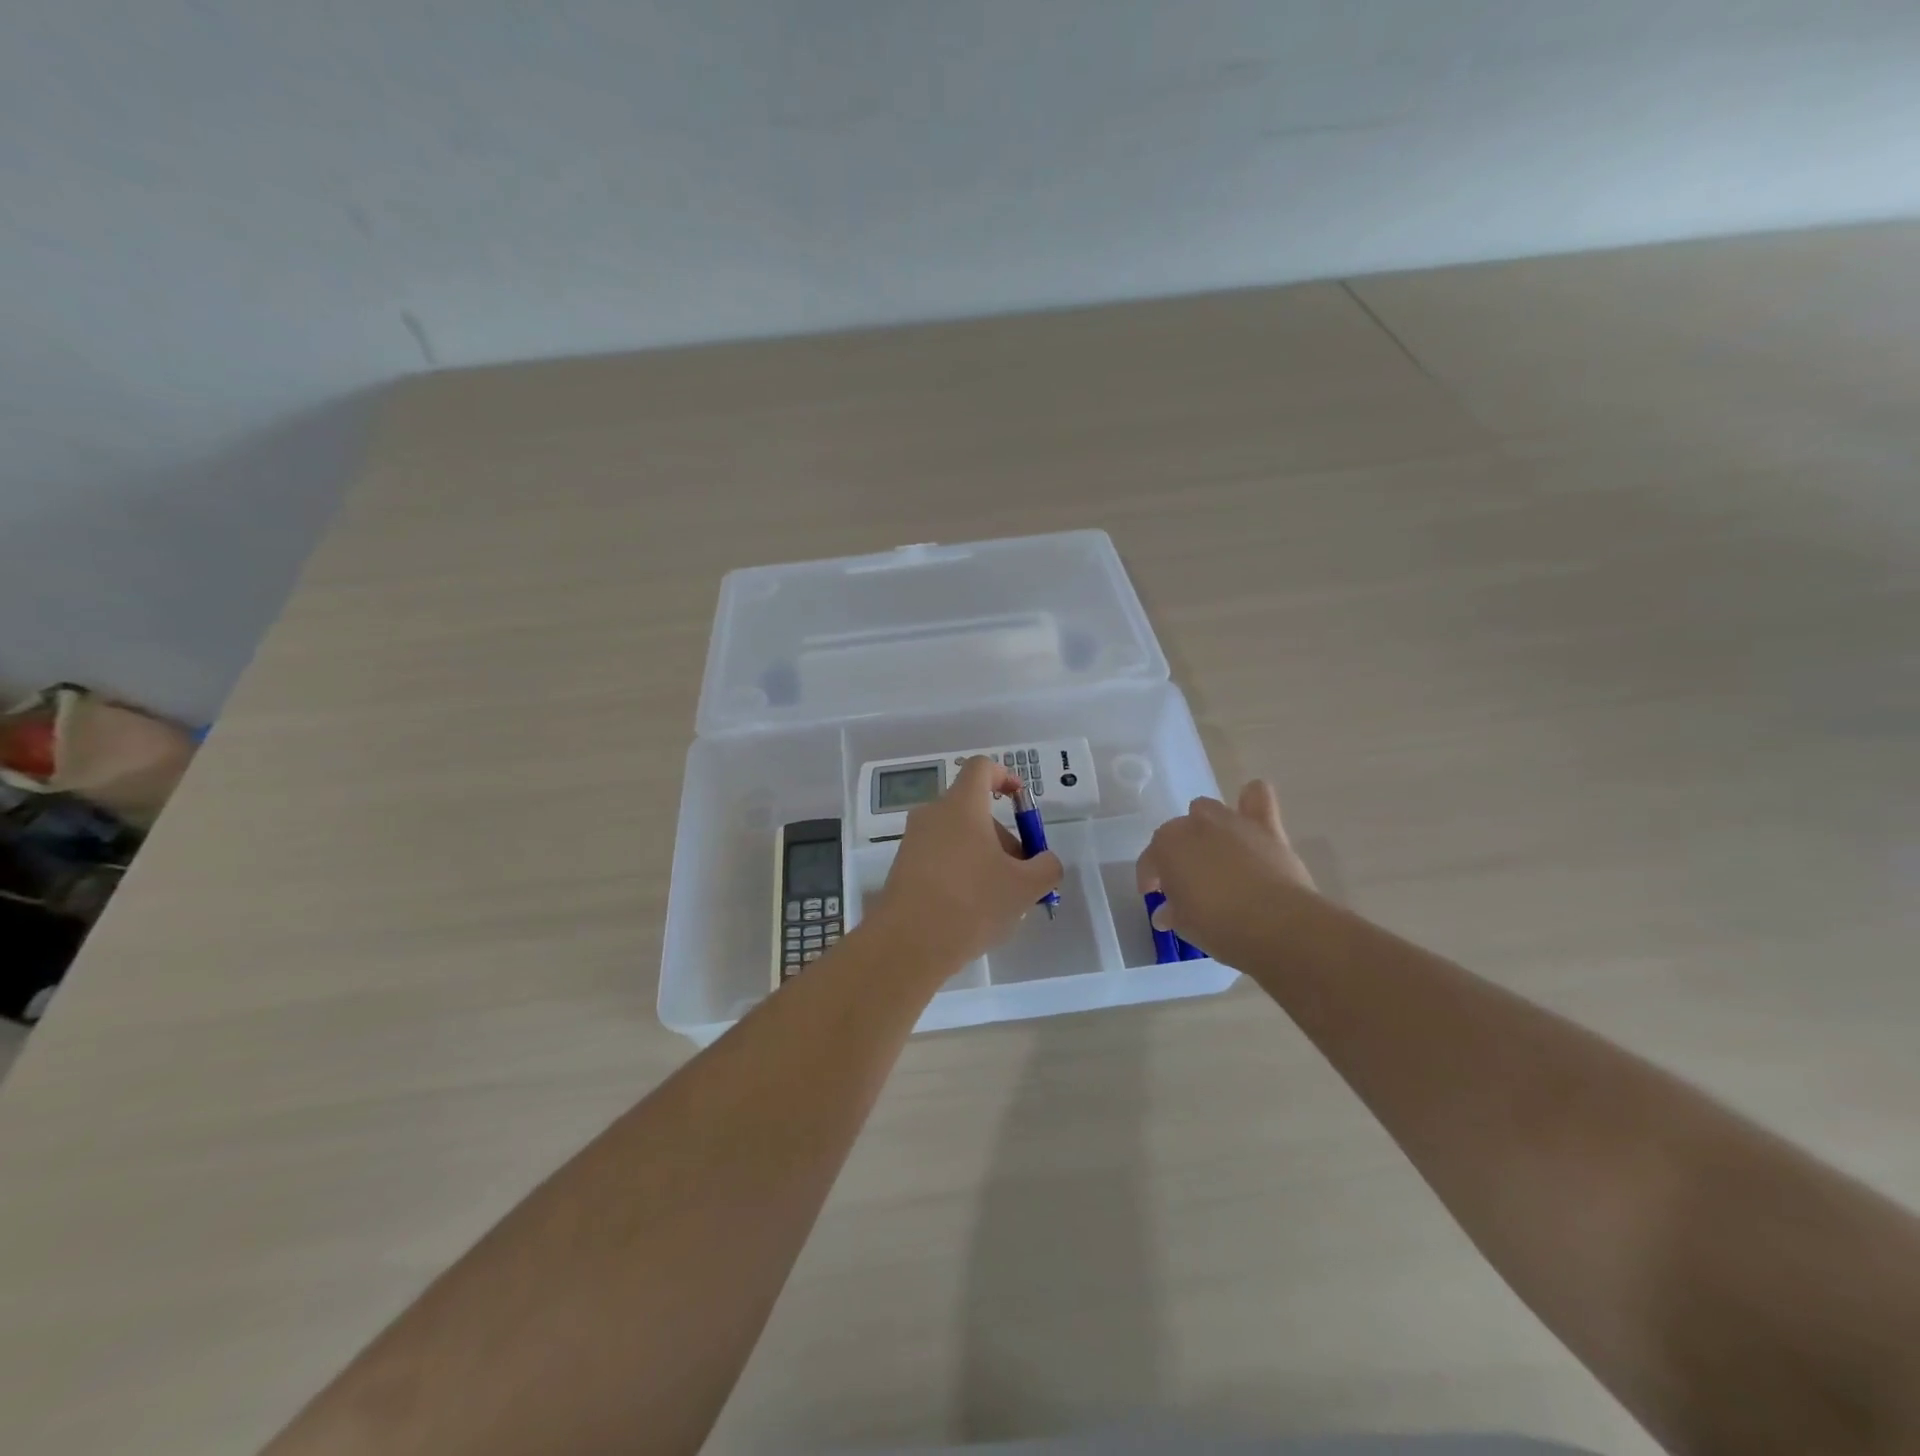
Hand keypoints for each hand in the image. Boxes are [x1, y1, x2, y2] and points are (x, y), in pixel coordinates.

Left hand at [870, 756, 1062, 967]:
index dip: (1005, 776)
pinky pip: (940, 857)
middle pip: (974, 809)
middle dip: (1003, 835)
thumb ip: (1046, 867)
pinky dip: (961, 871)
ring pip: (958, 836)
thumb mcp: (1024, 888)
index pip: (982, 768)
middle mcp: (933, 814)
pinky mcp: (902, 868)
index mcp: (962, 805)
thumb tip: (1045, 861)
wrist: (908, 944)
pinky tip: (972, 910)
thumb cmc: (972, 903)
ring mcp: (913, 841)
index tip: (1021, 801)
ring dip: (984, 856)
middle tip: (1021, 873)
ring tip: (999, 899)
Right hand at [1137, 780, 1315, 965]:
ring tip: (1214, 854)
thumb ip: (1172, 912)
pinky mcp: (1265, 826)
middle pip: (1177, 833)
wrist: (1276, 925)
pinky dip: (1250, 801)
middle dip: (1178, 854)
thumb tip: (1166, 913)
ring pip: (1207, 810)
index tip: (1154, 895)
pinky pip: (1256, 796)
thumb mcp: (1184, 926)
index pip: (1149, 860)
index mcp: (1167, 846)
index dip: (1150, 878)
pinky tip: (1249, 812)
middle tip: (1186, 882)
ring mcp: (1230, 821)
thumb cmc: (1219, 926)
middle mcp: (1194, 825)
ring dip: (1205, 827)